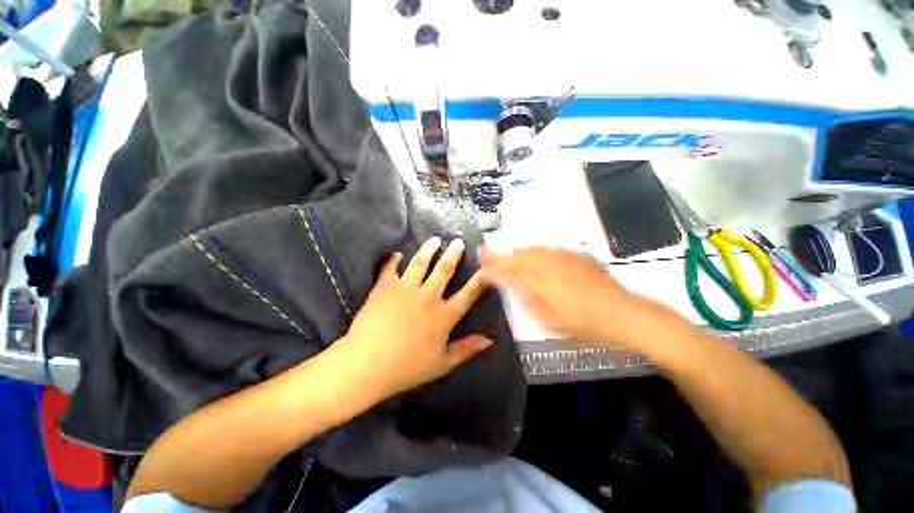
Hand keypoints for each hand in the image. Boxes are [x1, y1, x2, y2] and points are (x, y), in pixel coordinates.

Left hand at [333, 237, 492, 399]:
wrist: (367, 364)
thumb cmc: (407, 368)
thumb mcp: (442, 364)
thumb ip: (466, 349)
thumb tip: (489, 340)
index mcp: (443, 315)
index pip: (467, 294)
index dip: (479, 280)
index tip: (487, 267)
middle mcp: (428, 297)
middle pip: (444, 270)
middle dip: (453, 254)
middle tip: (458, 242)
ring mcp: (405, 289)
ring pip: (420, 263)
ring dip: (429, 250)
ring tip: (434, 240)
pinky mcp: (385, 288)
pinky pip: (390, 268)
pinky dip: (394, 260)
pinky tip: (397, 254)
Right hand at [480, 247, 668, 347]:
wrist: (624, 315)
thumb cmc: (581, 322)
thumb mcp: (544, 313)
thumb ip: (519, 291)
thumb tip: (495, 277)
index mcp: (539, 274)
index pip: (508, 263)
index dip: (492, 260)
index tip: (479, 258)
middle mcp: (549, 259)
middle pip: (519, 252)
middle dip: (501, 253)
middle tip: (488, 254)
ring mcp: (564, 256)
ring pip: (533, 248)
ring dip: (516, 250)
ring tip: (505, 254)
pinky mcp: (577, 256)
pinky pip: (548, 248)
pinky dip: (535, 251)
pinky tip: (534, 255)